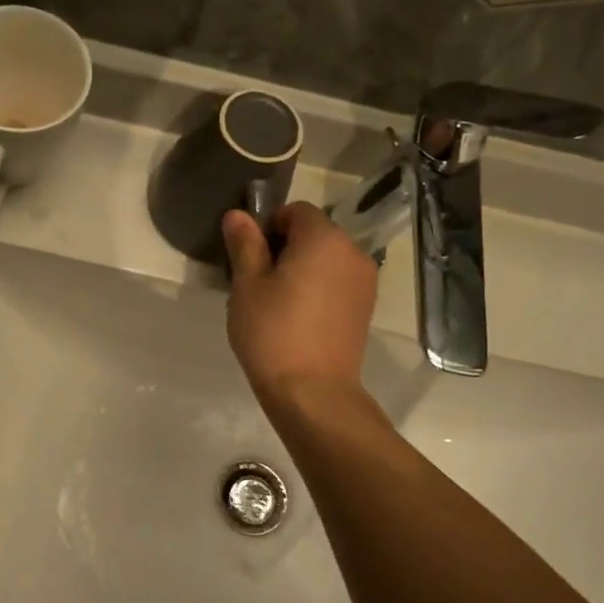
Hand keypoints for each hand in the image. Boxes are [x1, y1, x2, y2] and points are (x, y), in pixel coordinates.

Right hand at [222, 203, 378, 406]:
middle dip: (285, 247)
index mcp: (324, 238)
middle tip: (257, 282)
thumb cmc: (273, 332)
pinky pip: (336, 282)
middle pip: (314, 233)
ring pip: (325, 258)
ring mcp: (364, 281)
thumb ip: (245, 244)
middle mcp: (352, 252)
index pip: (295, 211)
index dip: (268, 227)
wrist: (312, 392)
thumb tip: (238, 215)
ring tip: (276, 303)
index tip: (249, 257)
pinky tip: (297, 318)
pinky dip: (317, 288)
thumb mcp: (247, 285)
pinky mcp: (365, 307)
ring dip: (301, 268)